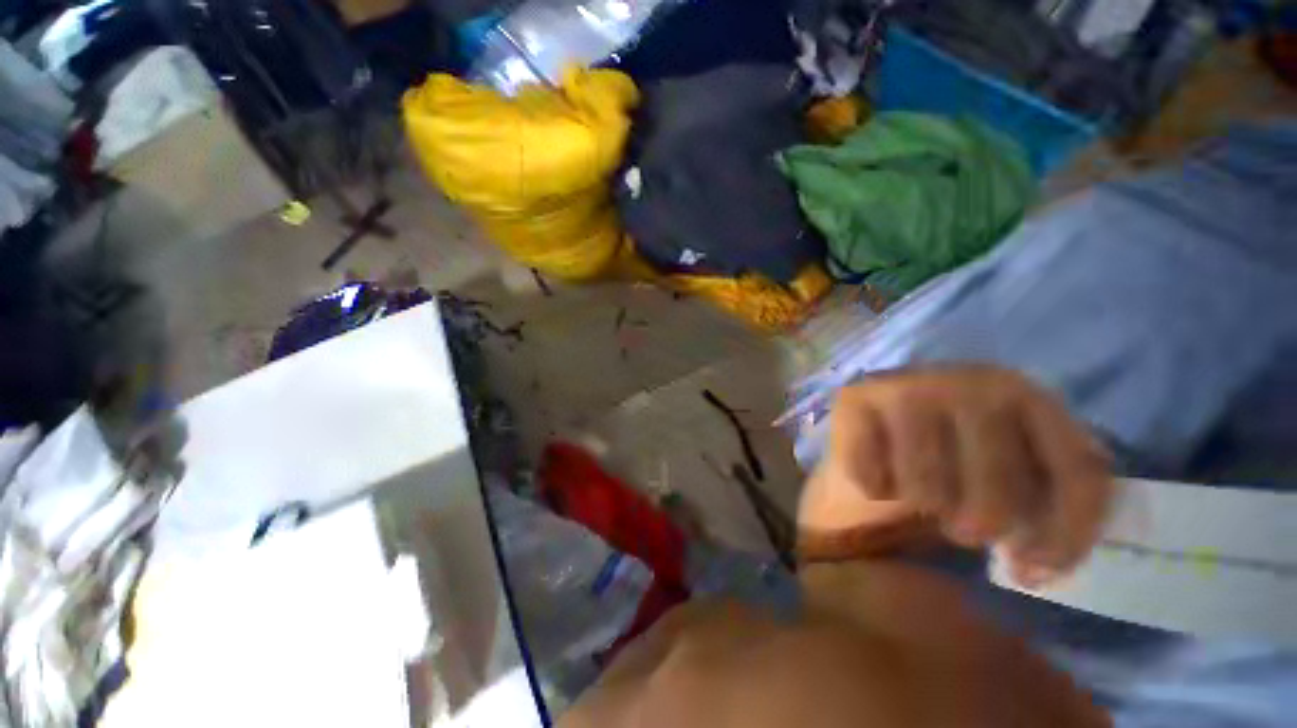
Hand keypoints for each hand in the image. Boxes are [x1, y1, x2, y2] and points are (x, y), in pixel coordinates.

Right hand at [798, 366, 1114, 586]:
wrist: (878, 437)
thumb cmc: (955, 465)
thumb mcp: (1020, 480)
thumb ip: (1050, 507)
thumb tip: (1031, 569)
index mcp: (1027, 395)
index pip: (1077, 472)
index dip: (1065, 538)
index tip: (1030, 572)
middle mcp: (969, 380)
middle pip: (998, 494)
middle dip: (979, 527)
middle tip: (965, 527)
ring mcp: (906, 385)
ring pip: (927, 490)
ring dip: (923, 508)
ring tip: (922, 496)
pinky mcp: (854, 399)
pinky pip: (872, 477)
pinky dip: (875, 490)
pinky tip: (879, 474)